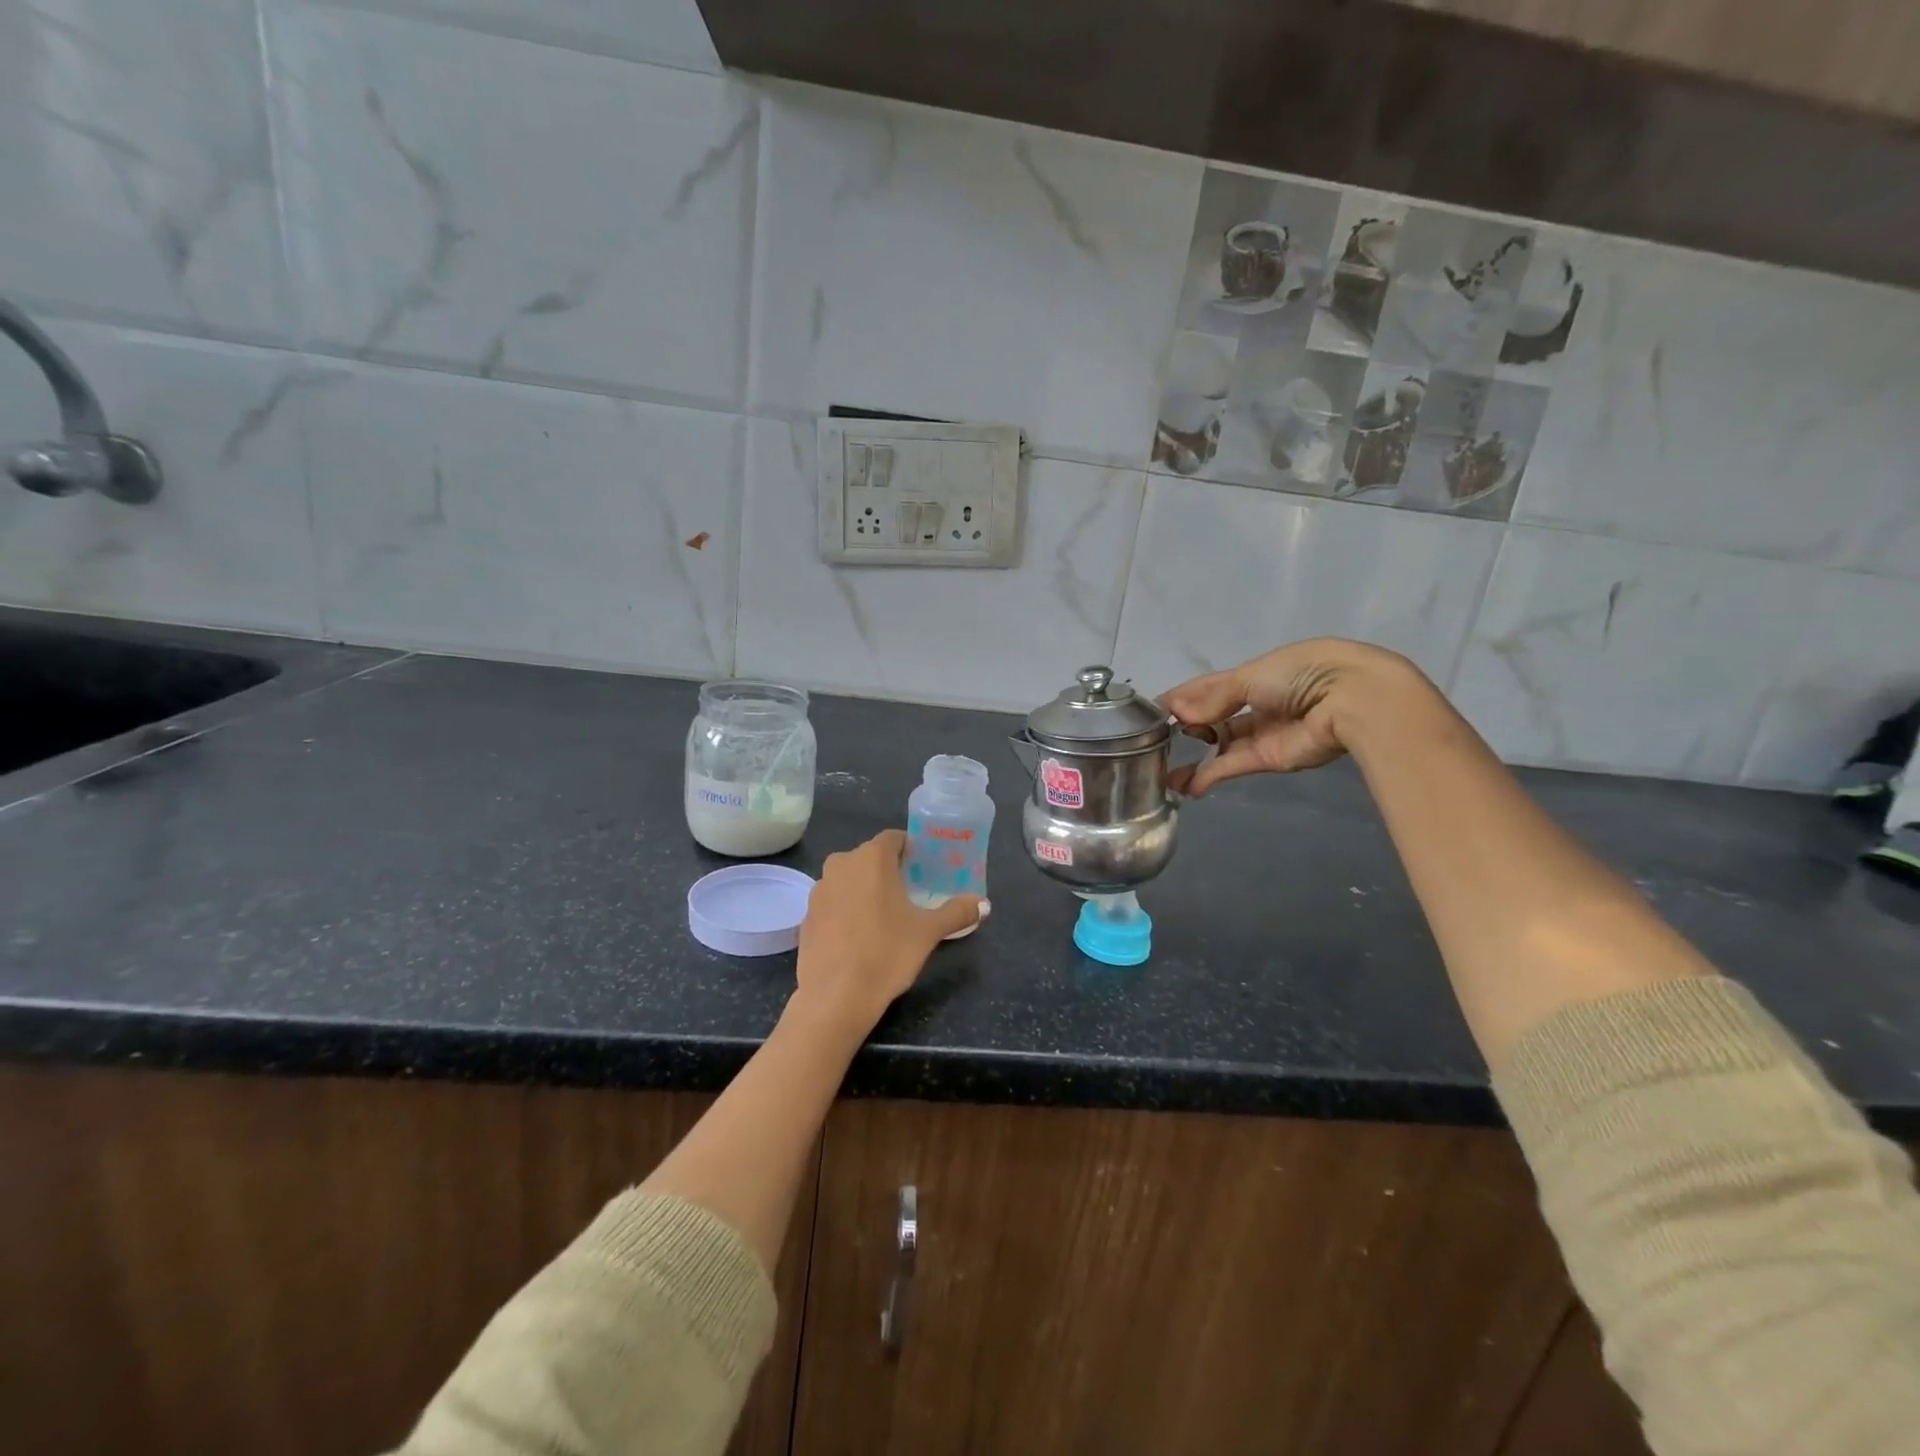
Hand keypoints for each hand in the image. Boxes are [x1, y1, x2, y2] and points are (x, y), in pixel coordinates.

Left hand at [792, 830, 984, 1037]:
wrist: (835, 996)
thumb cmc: (887, 952)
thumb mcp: (928, 932)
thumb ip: (957, 912)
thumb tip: (984, 904)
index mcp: (871, 857)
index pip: (894, 838)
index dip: (911, 849)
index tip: (924, 867)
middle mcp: (841, 864)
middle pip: (870, 858)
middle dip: (889, 870)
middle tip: (911, 893)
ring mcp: (819, 890)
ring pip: (849, 880)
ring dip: (866, 889)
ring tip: (886, 915)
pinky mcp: (806, 916)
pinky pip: (834, 903)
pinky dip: (847, 910)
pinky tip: (860, 936)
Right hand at [1162, 639, 1433, 796]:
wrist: (1351, 700)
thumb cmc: (1300, 674)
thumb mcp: (1250, 675)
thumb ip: (1212, 697)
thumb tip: (1178, 711)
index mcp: (1255, 675)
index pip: (1209, 688)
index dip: (1181, 698)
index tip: (1150, 713)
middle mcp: (1257, 703)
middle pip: (1212, 718)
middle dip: (1185, 730)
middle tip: (1153, 743)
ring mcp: (1262, 733)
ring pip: (1220, 747)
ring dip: (1193, 759)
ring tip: (1163, 774)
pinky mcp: (1269, 759)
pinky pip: (1232, 765)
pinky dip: (1210, 775)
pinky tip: (1187, 786)